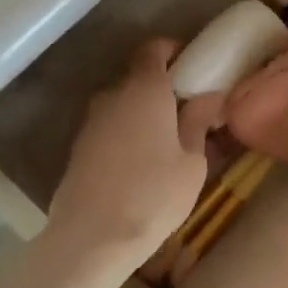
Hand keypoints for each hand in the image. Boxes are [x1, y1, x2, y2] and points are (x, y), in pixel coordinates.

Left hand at [46, 39, 222, 280]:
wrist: (91, 237)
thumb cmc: (153, 195)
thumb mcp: (191, 162)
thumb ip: (197, 122)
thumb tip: (207, 96)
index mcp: (145, 89)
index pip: (154, 49)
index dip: (172, 51)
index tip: (191, 66)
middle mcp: (113, 95)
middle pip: (138, 77)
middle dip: (162, 88)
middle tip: (188, 111)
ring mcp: (91, 121)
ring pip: (123, 105)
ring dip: (143, 114)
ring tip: (167, 142)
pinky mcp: (79, 147)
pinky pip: (110, 127)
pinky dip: (127, 133)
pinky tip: (142, 162)